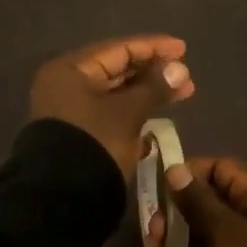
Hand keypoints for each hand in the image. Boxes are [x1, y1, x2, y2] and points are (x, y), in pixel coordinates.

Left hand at [29, 35, 194, 177]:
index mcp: (71, 70)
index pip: (119, 49)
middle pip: (117, 70)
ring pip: (116, 93)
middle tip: (186, 76)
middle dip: (153, 72)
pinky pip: (111, 113)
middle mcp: (67, 84)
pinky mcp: (78, 134)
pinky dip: (134, 112)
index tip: (183, 49)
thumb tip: (179, 67)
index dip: (153, 47)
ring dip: (147, 93)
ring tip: (181, 93)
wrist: (60, 199)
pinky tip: (158, 116)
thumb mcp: (128, 113)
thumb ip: (154, 87)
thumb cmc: (95, 143)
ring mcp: (71, 111)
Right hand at [162, 157, 246, 246]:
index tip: (160, 193)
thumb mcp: (221, 231)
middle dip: (177, 217)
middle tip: (154, 237)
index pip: (219, 168)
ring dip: (183, 245)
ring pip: (212, 235)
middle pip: (212, 203)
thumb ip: (197, 199)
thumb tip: (176, 168)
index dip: (188, 176)